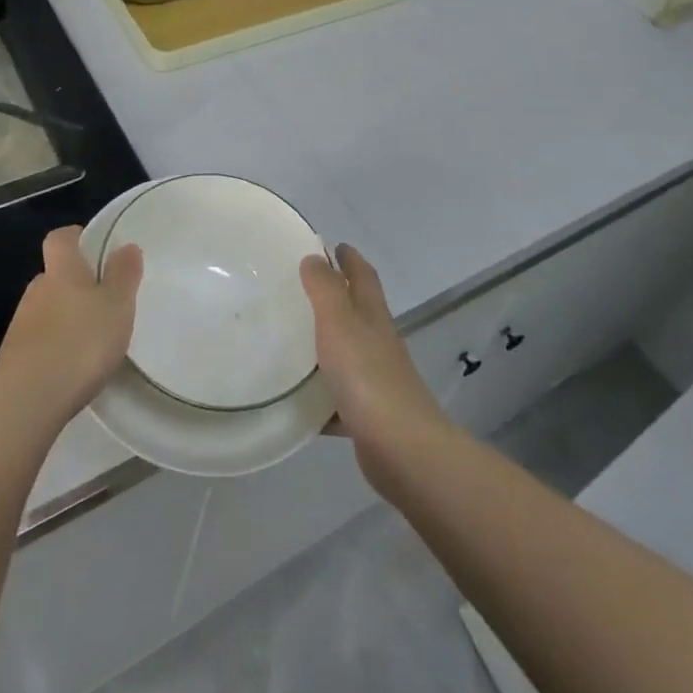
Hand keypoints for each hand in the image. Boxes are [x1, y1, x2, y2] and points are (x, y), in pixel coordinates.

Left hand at [0, 226, 142, 432]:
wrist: (24, 403)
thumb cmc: (79, 343)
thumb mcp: (116, 306)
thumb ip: (123, 275)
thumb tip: (126, 246)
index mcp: (61, 271)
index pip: (61, 238)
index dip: (76, 238)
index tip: (95, 248)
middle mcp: (36, 291)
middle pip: (54, 276)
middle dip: (76, 284)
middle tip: (104, 301)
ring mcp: (20, 326)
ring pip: (46, 310)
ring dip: (65, 318)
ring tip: (92, 340)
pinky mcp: (13, 360)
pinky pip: (39, 342)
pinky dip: (55, 348)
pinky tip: (72, 368)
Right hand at [301, 243, 456, 489]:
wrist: (401, 448)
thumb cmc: (366, 375)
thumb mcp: (339, 321)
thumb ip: (325, 288)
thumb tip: (315, 257)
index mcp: (372, 316)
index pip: (363, 276)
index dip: (350, 258)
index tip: (335, 245)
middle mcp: (378, 342)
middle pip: (358, 312)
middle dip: (337, 296)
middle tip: (302, 287)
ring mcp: (375, 380)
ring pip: (347, 354)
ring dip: (327, 345)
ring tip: (291, 340)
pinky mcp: (368, 416)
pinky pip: (338, 399)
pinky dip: (322, 396)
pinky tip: (298, 402)